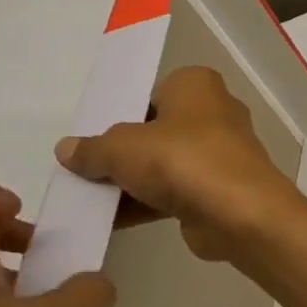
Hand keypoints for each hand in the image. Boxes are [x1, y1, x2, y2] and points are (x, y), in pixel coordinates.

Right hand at [54, 65, 305, 264]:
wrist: (239, 212)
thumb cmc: (182, 159)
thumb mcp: (122, 148)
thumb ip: (93, 148)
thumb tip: (67, 149)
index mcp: (197, 85)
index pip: (152, 93)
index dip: (121, 114)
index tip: (93, 136)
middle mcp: (215, 112)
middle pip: (157, 130)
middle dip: (124, 151)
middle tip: (85, 169)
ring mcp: (221, 153)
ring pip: (165, 163)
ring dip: (132, 182)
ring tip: (87, 200)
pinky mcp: (220, 189)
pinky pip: (175, 192)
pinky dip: (147, 203)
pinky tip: (109, 221)